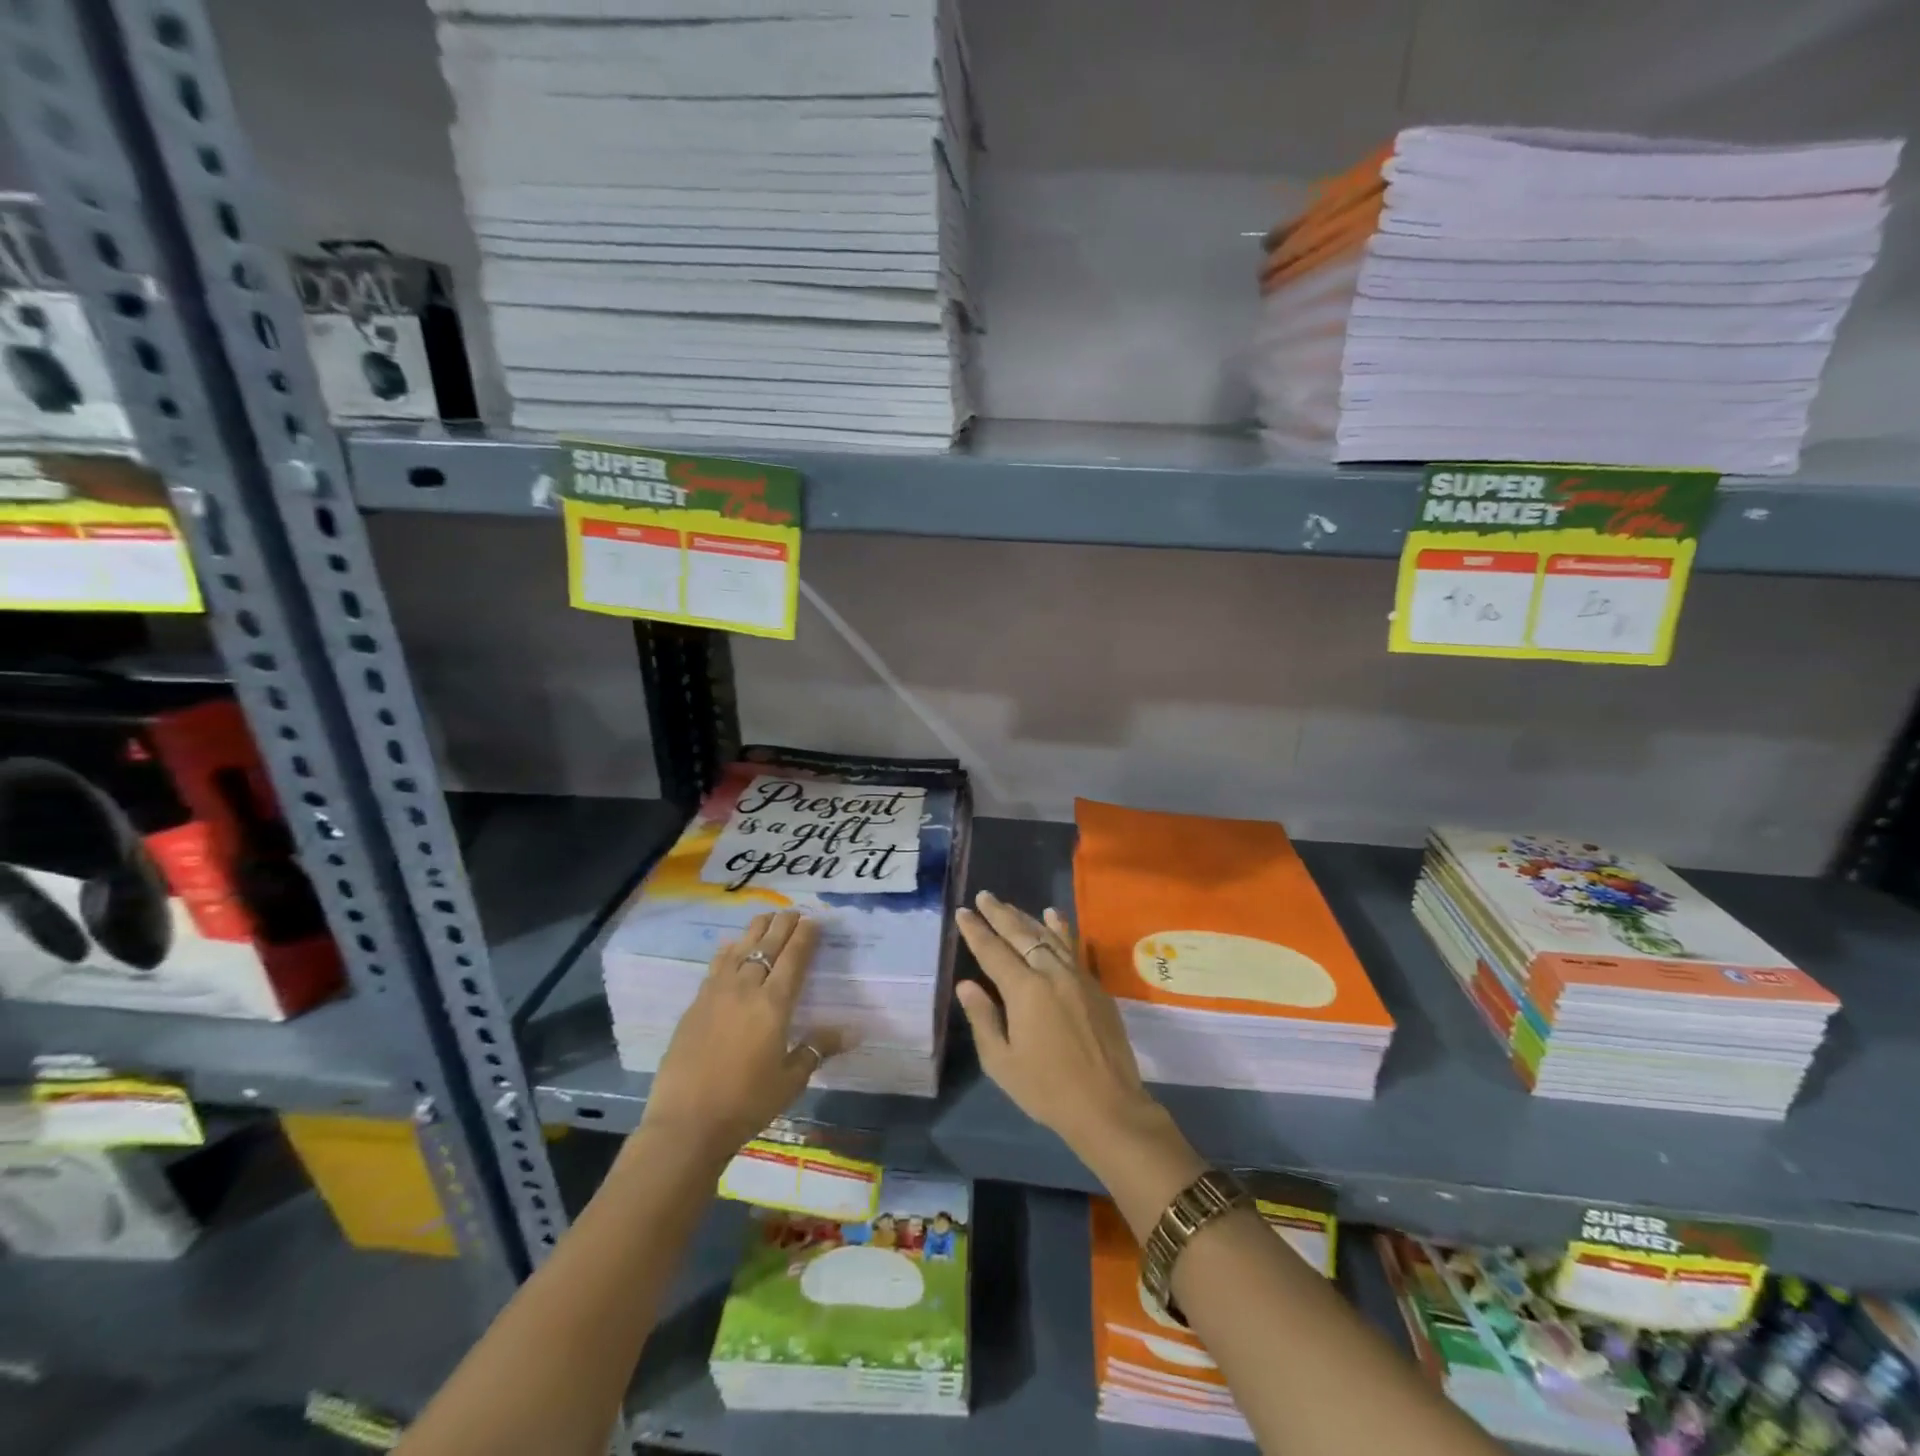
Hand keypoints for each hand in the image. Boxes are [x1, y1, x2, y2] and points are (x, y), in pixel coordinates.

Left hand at [639, 910, 847, 1159]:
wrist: (687, 1123)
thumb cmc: (747, 1103)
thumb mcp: (790, 1080)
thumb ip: (817, 1049)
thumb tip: (854, 1031)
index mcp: (773, 1004)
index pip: (794, 958)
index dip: (805, 937)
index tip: (814, 921)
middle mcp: (746, 988)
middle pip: (767, 946)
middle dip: (782, 925)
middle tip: (792, 911)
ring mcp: (716, 994)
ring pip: (739, 949)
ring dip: (754, 930)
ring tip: (765, 917)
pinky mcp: (695, 1005)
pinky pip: (716, 966)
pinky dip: (728, 951)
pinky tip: (729, 947)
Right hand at [954, 891, 1167, 1160]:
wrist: (1108, 1106)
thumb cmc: (1047, 1089)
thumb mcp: (1002, 1062)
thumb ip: (983, 1018)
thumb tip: (967, 985)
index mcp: (1025, 991)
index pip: (993, 951)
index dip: (976, 931)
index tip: (962, 912)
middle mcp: (1051, 973)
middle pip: (1021, 934)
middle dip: (999, 914)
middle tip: (983, 896)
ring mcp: (1077, 976)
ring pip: (1048, 936)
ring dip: (1026, 917)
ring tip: (1009, 904)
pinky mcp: (1095, 986)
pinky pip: (1073, 947)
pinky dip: (1061, 929)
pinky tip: (1054, 916)